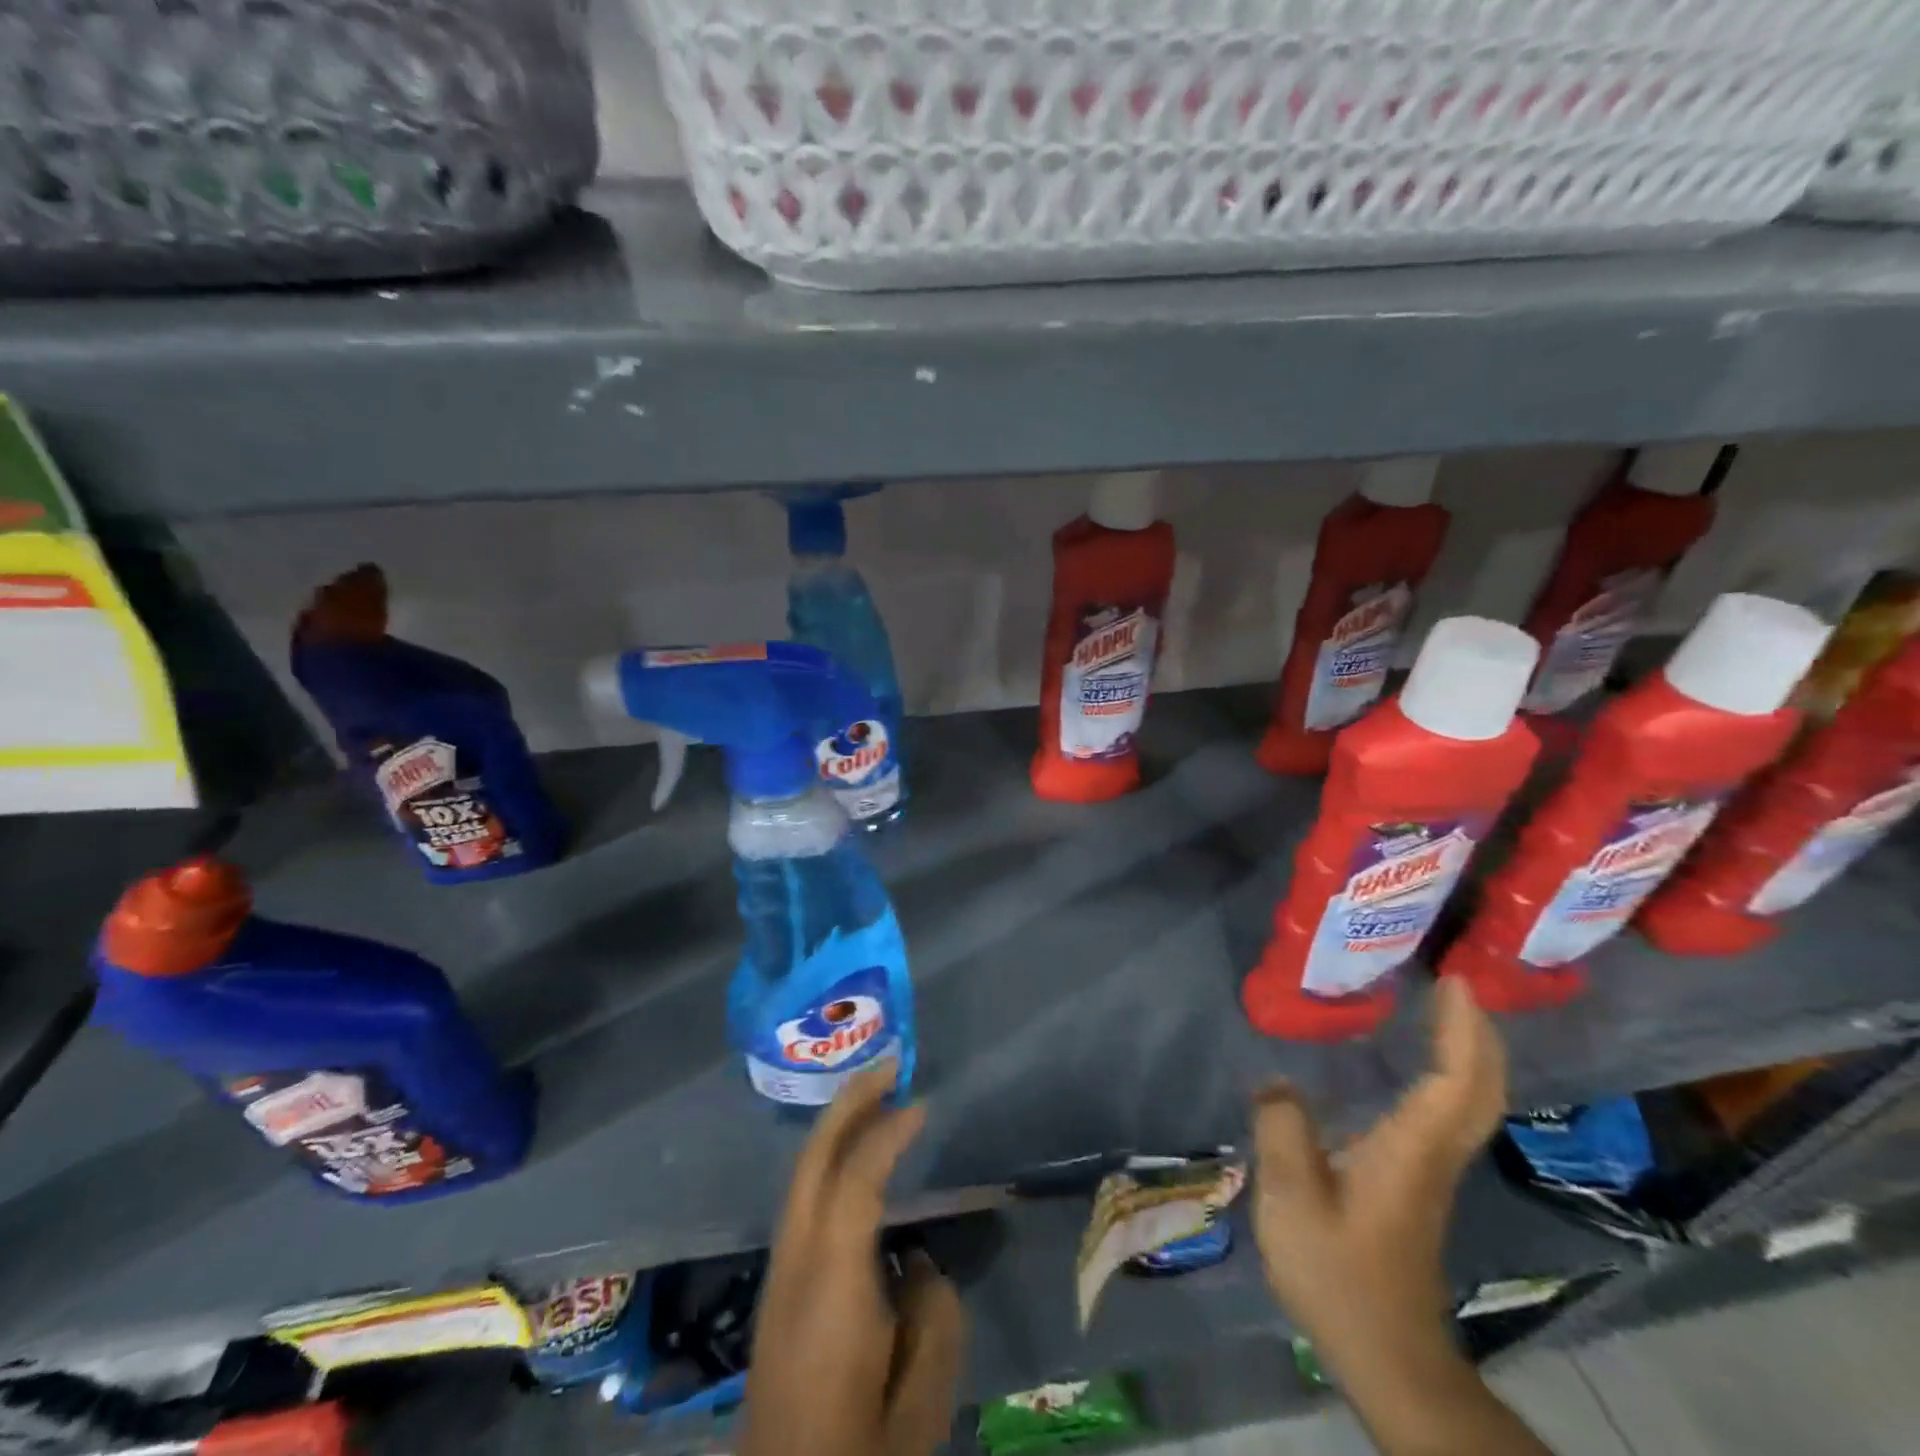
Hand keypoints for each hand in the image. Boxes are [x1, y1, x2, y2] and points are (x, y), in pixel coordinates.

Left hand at [741, 1062, 965, 1455]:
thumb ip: (933, 1316)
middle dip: (848, 1102)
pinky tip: (857, 1162)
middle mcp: (795, 1265)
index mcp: (830, 1286)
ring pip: (803, 1175)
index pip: (854, 1181)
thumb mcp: (920, 1404)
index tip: (921, 1105)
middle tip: (889, 1064)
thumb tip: (918, 1263)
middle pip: (813, 1159)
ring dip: (838, 1127)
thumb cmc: (858, 1452)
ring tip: (878, 1098)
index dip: (886, 1134)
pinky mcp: (778, 1289)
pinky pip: (805, 1199)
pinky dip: (831, 1161)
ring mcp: (779, 1275)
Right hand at [1251, 977, 1507, 1381]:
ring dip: (1465, 1052)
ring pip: (1469, 1101)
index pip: (1456, 1080)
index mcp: (1411, 1150)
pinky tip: (1411, 1064)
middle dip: (1477, 1033)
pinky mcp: (1418, 1183)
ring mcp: (1431, 1170)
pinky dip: (1445, 1075)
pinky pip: (1447, 1113)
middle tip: (1454, 984)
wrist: (1385, 1352)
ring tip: (1438, 1010)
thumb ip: (1282, 1129)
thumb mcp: (1291, 1198)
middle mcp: (1434, 1153)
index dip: (1462, 1029)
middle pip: (1479, 1088)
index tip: (1453, 980)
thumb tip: (1276, 1082)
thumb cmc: (1338, 1273)